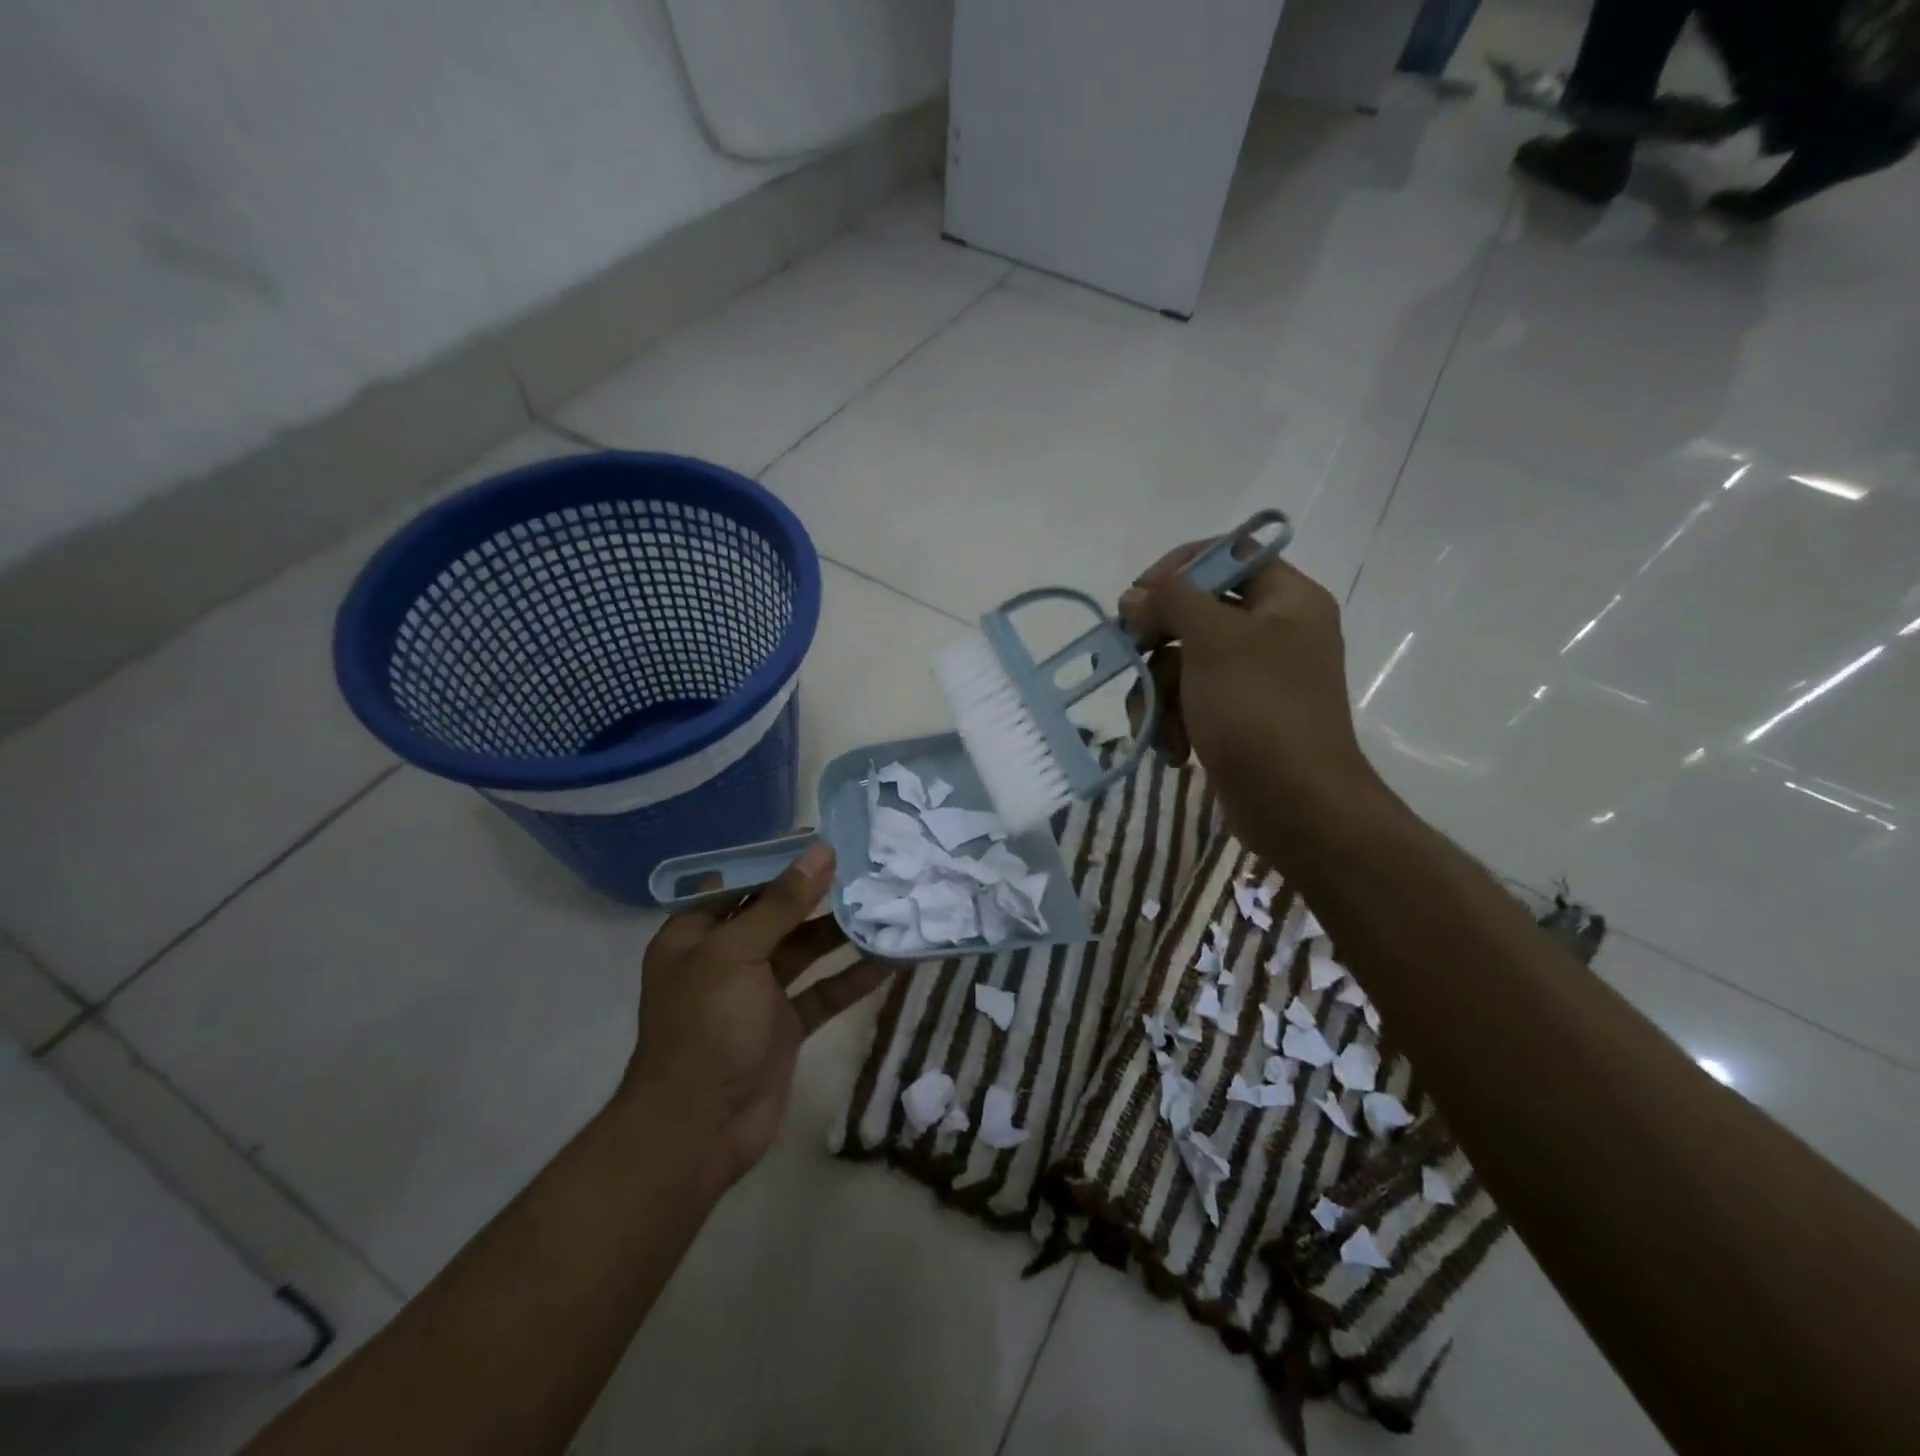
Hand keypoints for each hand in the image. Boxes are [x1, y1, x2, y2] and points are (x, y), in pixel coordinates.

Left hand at [617, 843, 892, 1191]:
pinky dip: (854, 977)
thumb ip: (781, 903)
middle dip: (821, 893)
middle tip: (870, 866)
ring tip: (887, 904)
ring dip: (843, 932)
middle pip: (779, 914)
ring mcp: (758, 993)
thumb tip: (821, 852)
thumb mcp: (737, 954)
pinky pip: (824, 991)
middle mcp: (727, 958)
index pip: (743, 882)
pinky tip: (891, 959)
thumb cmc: (706, 1027)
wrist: (697, 1131)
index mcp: (697, 934)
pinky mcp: (785, 1025)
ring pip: (806, 951)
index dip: (782, 860)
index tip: (828, 839)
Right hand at [1118, 543, 1379, 835]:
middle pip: (1196, 613)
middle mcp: (1274, 632)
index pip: (1228, 555)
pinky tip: (1175, 751)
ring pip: (1183, 663)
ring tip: (1156, 727)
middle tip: (1129, 658)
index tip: (1139, 596)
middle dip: (1156, 644)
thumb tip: (1134, 597)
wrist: (1296, 805)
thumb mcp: (1214, 640)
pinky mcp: (1237, 718)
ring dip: (1158, 695)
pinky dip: (1174, 723)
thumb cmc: (1259, 709)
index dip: (1179, 568)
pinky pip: (1190, 701)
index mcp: (1287, 600)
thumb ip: (1171, 602)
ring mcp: (1254, 679)